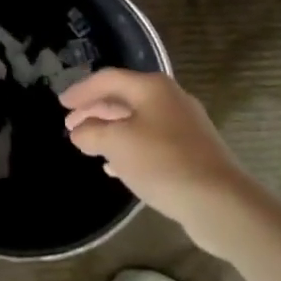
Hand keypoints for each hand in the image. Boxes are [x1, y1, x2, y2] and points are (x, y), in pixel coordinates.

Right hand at [62, 70, 266, 258]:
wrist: (219, 202)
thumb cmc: (162, 162)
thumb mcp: (117, 144)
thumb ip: (92, 133)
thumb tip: (79, 131)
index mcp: (152, 88)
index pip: (108, 79)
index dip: (81, 90)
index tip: (60, 103)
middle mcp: (170, 99)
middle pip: (124, 98)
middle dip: (95, 111)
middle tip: (70, 124)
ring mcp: (184, 126)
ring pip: (137, 121)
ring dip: (110, 130)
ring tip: (87, 144)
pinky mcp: (192, 152)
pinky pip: (151, 142)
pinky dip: (129, 148)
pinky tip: (115, 166)